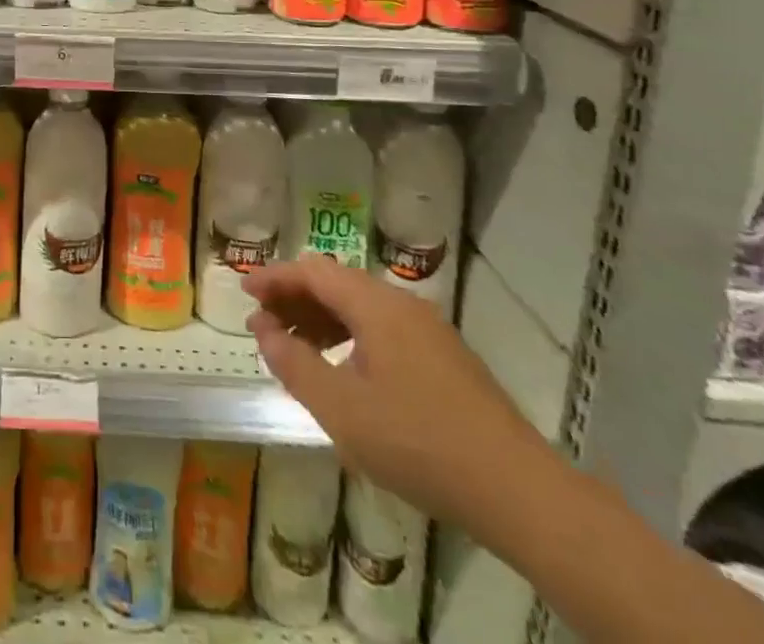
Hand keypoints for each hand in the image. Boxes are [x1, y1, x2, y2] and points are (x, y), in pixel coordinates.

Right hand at [242, 258, 558, 529]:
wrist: (520, 492)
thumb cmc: (419, 443)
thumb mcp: (341, 409)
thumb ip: (294, 363)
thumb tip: (263, 329)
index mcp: (376, 305)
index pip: (313, 271)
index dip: (274, 276)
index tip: (243, 290)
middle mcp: (402, 305)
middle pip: (336, 284)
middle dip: (294, 298)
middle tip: (262, 322)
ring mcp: (429, 331)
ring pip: (360, 308)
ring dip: (320, 319)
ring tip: (293, 346)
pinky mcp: (445, 359)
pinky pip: (382, 329)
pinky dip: (349, 336)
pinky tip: (341, 368)